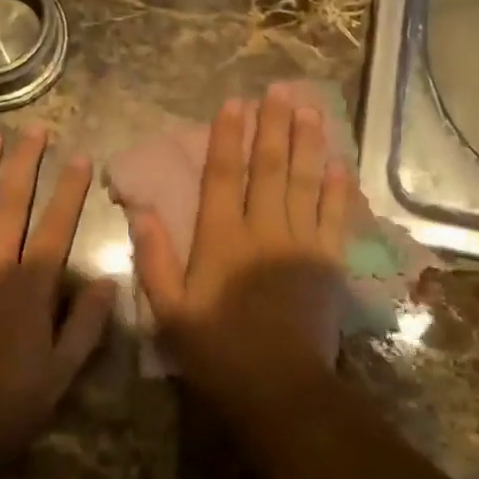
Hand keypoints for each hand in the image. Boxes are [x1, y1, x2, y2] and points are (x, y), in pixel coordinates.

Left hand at [0, 127, 114, 470]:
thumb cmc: (4, 406)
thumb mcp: (60, 372)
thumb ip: (86, 323)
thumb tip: (108, 279)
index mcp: (30, 284)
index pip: (57, 225)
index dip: (70, 189)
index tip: (80, 156)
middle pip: (12, 203)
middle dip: (25, 162)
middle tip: (34, 129)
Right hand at [124, 85, 355, 403]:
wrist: (280, 389)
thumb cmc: (218, 351)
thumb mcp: (170, 311)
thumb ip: (154, 259)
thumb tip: (140, 210)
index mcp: (223, 239)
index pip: (225, 175)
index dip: (228, 136)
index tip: (234, 103)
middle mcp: (264, 230)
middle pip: (270, 167)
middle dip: (274, 125)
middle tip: (280, 90)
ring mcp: (301, 243)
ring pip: (305, 181)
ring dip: (307, 143)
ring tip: (309, 109)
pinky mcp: (329, 261)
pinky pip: (335, 216)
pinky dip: (337, 188)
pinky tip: (338, 163)